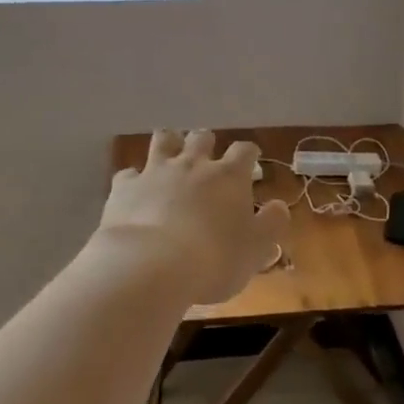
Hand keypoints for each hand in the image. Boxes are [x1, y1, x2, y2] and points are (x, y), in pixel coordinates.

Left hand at [98, 130, 290, 305]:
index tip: (250, 162)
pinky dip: (134, 179)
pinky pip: (128, 174)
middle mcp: (193, 164)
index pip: (244, 151)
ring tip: (170, 155)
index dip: (248, 154)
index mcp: (229, 176)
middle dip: (206, 143)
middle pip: (201, 137)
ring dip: (169, 144)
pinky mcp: (125, 187)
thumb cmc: (214, 259)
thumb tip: (278, 206)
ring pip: (163, 141)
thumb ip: (271, 224)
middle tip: (207, 158)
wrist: (150, 265)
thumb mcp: (256, 249)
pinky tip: (134, 191)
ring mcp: (155, 172)